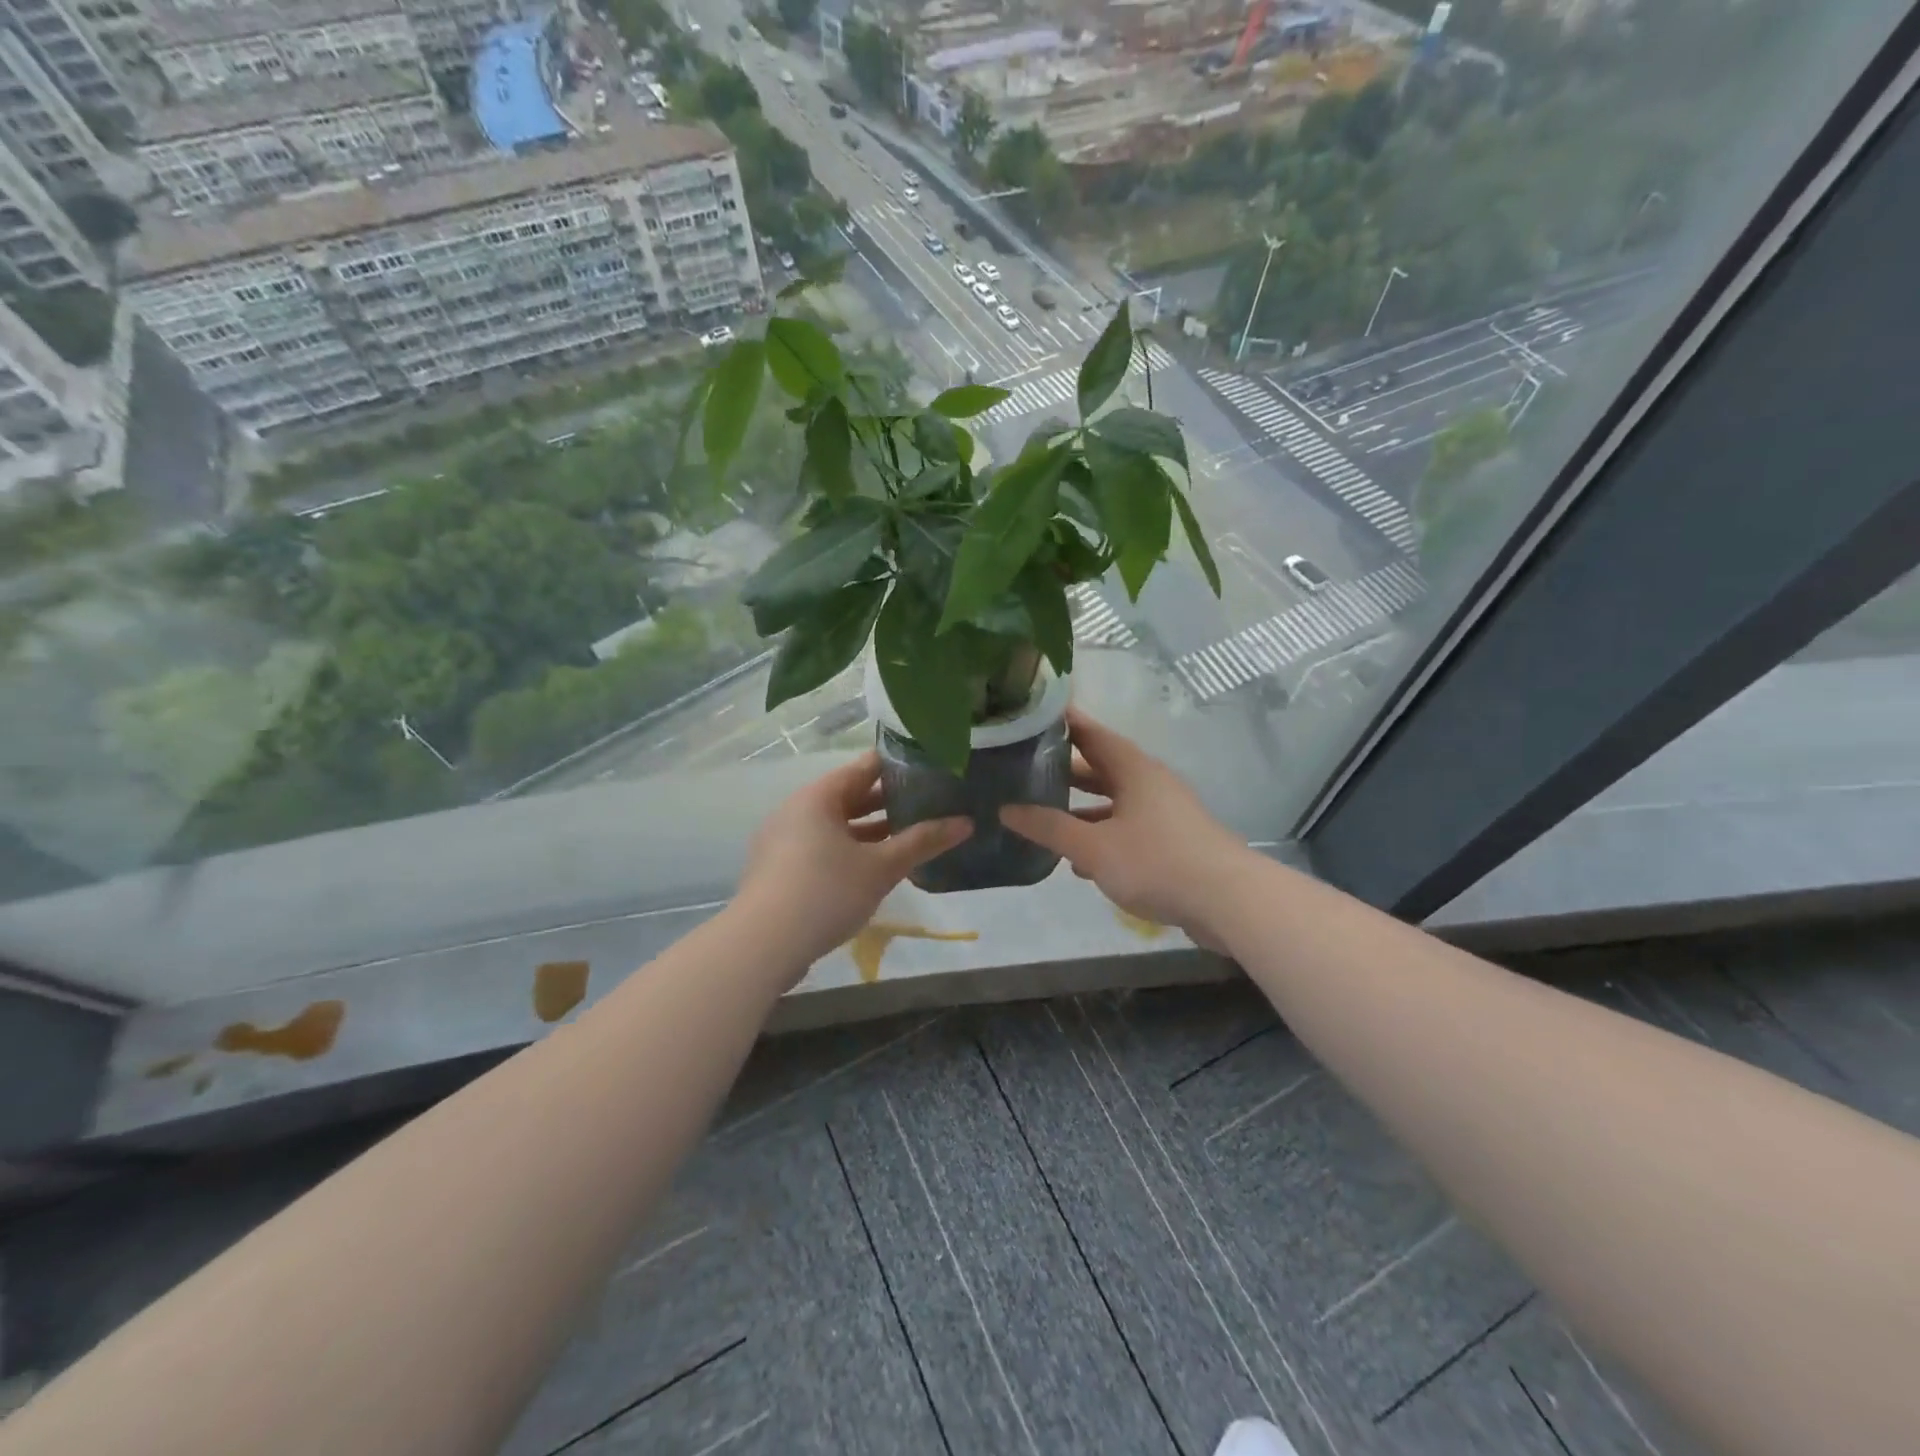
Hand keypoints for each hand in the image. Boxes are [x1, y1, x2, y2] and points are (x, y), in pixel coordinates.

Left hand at [735, 752, 971, 976]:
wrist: (762, 945)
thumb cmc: (826, 892)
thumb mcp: (881, 867)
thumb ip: (922, 842)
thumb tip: (967, 823)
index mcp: (819, 796)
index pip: (866, 766)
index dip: (901, 766)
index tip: (934, 770)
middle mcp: (798, 809)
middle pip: (851, 795)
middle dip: (890, 802)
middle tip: (931, 804)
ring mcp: (784, 840)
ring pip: (837, 825)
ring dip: (872, 831)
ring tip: (910, 837)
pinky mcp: (780, 869)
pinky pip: (822, 847)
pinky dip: (850, 851)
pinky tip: (875, 868)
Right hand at [1000, 709, 1247, 949]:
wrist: (1228, 902)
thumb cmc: (1157, 862)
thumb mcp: (1093, 847)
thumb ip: (1049, 828)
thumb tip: (1006, 810)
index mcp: (1133, 769)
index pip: (1091, 733)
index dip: (1062, 723)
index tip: (1029, 717)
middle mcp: (1150, 782)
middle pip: (1101, 767)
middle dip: (1065, 770)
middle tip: (1025, 769)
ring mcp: (1164, 812)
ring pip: (1114, 801)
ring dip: (1082, 809)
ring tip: (1044, 816)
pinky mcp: (1172, 842)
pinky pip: (1128, 828)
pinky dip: (1102, 836)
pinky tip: (1080, 862)